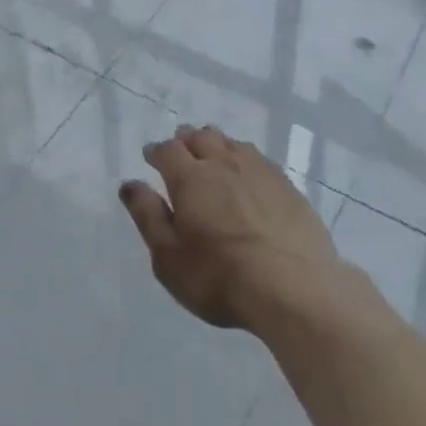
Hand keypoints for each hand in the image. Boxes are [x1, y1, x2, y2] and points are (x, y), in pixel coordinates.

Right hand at [120, 124, 344, 330]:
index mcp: (190, 178)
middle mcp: (223, 163)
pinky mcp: (286, 185)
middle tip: (180, 151)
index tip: (150, 157)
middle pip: (200, 137)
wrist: (295, 288)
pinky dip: (244, 158)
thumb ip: (148, 217)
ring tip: (212, 156)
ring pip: (231, 143)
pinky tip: (247, 173)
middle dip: (186, 140)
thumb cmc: (221, 278)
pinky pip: (258, 158)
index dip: (156, 151)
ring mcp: (258, 170)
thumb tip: (130, 184)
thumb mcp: (169, 258)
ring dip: (216, 145)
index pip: (168, 150)